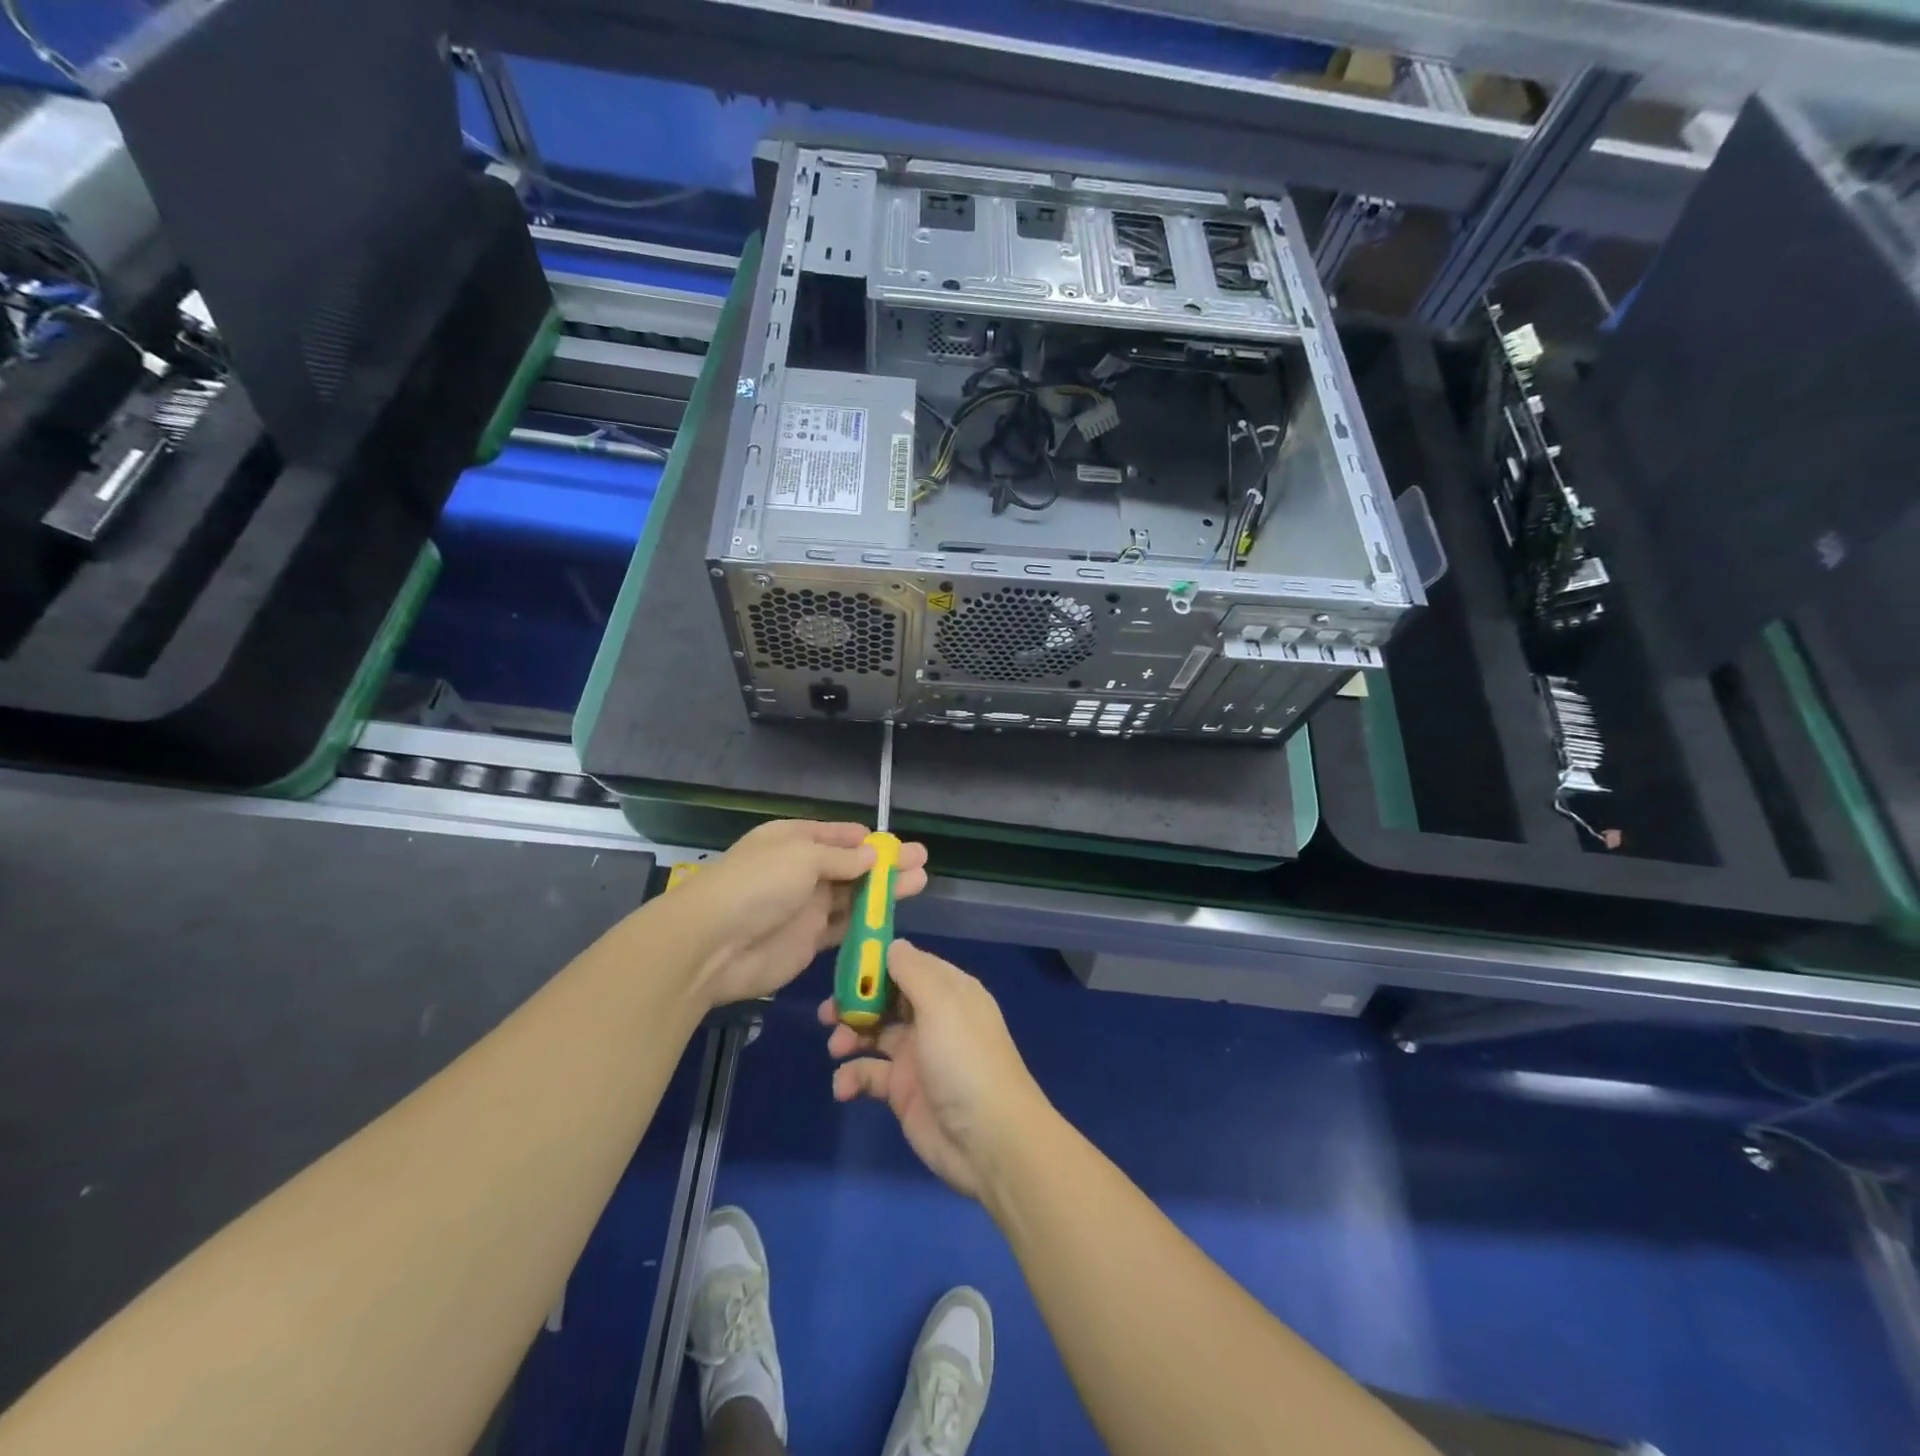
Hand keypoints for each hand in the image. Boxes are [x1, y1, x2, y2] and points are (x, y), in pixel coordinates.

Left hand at [686, 821, 928, 1007]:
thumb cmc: (757, 885)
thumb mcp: (802, 857)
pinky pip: (846, 927)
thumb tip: (873, 854)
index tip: (897, 845)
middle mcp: (802, 870)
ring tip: (920, 882)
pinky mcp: (810, 940)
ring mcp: (807, 907)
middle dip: (886, 863)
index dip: (867, 840)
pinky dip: (869, 922)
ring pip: (854, 896)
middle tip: (922, 860)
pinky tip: (894, 916)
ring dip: (885, 891)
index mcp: (795, 840)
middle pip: (852, 865)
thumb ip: (842, 858)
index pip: (838, 835)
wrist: (713, 945)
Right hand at [820, 940, 1046, 1199]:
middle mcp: (932, 1017)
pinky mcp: (903, 1091)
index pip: (907, 964)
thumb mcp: (942, 1004)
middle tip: (829, 1011)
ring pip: (873, 1032)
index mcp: (948, 991)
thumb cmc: (965, 1060)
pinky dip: (852, 1076)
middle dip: (856, 1000)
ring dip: (850, 1035)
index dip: (876, 964)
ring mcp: (917, 1054)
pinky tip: (844, 1087)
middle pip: (886, 997)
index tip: (844, 966)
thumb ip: (913, 970)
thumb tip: (892, 945)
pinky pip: (869, 1074)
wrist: (989, 1140)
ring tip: (836, 1046)